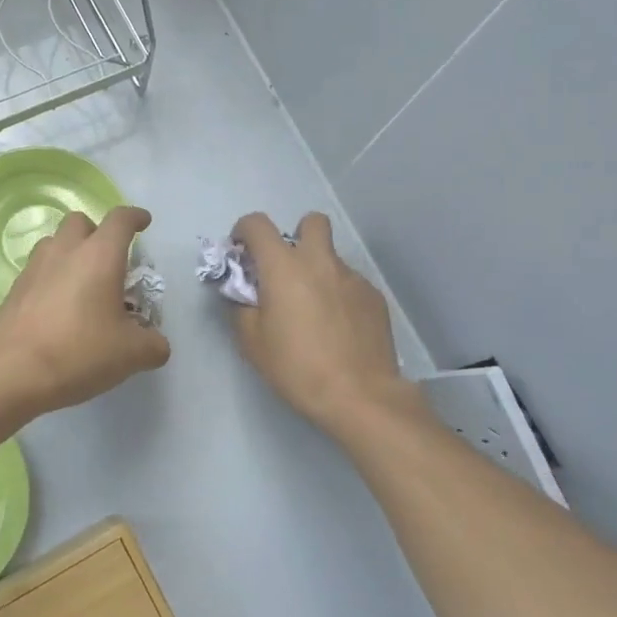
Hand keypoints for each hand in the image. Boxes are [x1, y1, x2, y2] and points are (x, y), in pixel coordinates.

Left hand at [0, 205, 170, 417]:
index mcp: (99, 256)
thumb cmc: (79, 353)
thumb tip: (156, 344)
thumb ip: (153, 345)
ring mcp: (34, 269)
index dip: (135, 217)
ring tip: (83, 285)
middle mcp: (65, 252)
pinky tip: (59, 309)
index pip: (120, 220)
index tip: (144, 222)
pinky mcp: (14, 290)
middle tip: (110, 261)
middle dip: (97, 233)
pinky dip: (52, 278)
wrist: (11, 373)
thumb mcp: (131, 354)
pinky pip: (38, 271)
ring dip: (71, 253)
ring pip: (54, 243)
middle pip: (80, 222)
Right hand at [229, 211, 417, 436]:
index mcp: (284, 267)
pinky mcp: (374, 297)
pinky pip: (350, 283)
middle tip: (287, 270)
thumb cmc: (297, 367)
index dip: (244, 231)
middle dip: (296, 235)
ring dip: (317, 271)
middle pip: (311, 221)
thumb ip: (242, 308)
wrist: (359, 395)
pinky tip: (338, 328)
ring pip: (331, 257)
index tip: (241, 253)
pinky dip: (338, 295)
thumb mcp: (252, 343)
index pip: (258, 224)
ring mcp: (353, 277)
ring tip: (314, 311)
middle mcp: (321, 262)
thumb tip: (243, 293)